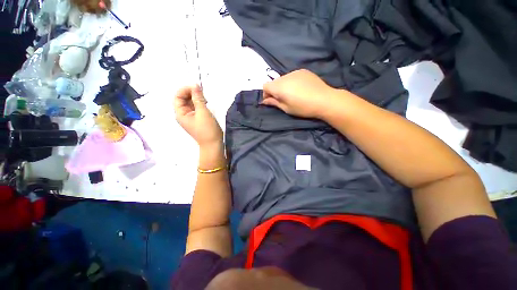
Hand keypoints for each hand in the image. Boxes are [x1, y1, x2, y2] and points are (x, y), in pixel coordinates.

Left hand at [174, 85, 222, 147]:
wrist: (213, 144)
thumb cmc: (207, 129)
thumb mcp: (203, 112)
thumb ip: (198, 98)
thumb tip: (195, 85)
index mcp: (180, 113)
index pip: (178, 96)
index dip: (185, 89)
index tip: (197, 87)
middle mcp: (183, 114)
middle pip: (183, 99)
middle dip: (192, 93)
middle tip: (203, 93)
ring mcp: (190, 117)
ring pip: (190, 103)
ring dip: (197, 98)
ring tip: (205, 98)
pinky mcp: (197, 118)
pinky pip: (196, 107)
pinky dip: (200, 103)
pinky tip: (206, 103)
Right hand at [261, 69, 337, 118]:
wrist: (324, 100)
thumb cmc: (303, 108)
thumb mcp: (286, 108)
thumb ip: (274, 103)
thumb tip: (264, 101)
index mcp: (279, 87)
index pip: (265, 86)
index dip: (266, 94)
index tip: (271, 101)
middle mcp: (285, 77)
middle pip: (274, 82)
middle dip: (274, 90)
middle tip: (282, 99)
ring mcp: (295, 72)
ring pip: (283, 79)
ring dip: (283, 86)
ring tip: (292, 94)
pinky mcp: (303, 71)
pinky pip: (292, 76)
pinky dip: (292, 82)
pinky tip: (300, 89)